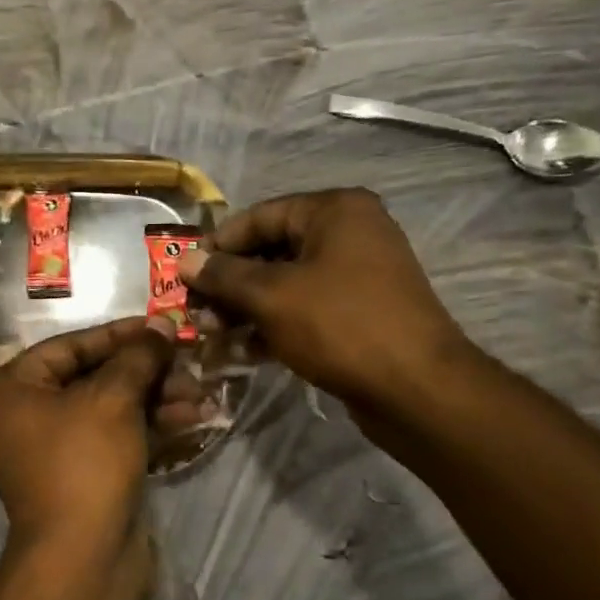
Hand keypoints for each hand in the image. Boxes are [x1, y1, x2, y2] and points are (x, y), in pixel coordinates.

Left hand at [0, 317, 201, 558]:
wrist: (82, 558)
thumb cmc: (85, 463)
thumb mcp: (112, 399)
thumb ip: (137, 357)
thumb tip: (159, 328)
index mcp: (11, 389)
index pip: (70, 346)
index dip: (120, 334)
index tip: (161, 325)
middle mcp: (24, 415)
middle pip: (92, 377)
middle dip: (144, 370)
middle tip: (187, 361)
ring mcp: (53, 449)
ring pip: (109, 408)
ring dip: (155, 398)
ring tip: (200, 393)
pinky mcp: (81, 476)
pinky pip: (115, 438)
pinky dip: (148, 426)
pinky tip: (191, 418)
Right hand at [180, 188, 469, 406]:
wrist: (416, 387)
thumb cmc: (340, 326)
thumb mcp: (272, 296)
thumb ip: (224, 276)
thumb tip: (184, 261)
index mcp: (335, 211)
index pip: (259, 217)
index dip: (217, 246)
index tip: (183, 276)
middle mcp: (350, 233)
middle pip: (272, 250)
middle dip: (230, 283)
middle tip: (197, 312)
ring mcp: (359, 274)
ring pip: (286, 283)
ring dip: (247, 308)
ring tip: (214, 335)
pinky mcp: (360, 311)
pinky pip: (306, 308)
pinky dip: (275, 324)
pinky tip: (245, 351)